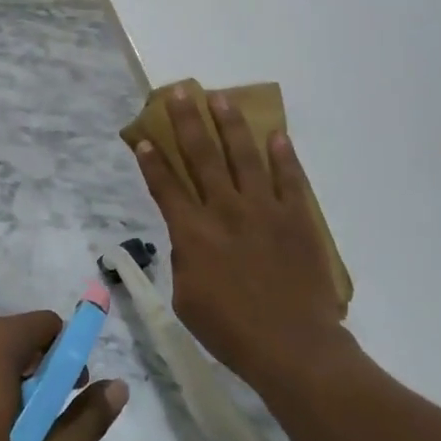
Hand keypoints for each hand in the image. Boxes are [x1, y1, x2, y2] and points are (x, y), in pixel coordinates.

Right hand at [133, 87, 346, 385]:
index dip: (152, 161)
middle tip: (180, 93)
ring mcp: (264, 210)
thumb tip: (188, 238)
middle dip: (187, 122)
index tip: (144, 138)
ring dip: (230, 125)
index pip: (166, 187)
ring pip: (244, 156)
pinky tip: (276, 134)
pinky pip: (289, 179)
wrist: (294, 347)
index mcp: (193, 234)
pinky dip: (283, 156)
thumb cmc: (231, 331)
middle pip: (202, 157)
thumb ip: (184, 261)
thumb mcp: (187, 300)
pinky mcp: (297, 218)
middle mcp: (225, 211)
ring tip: (220, 98)